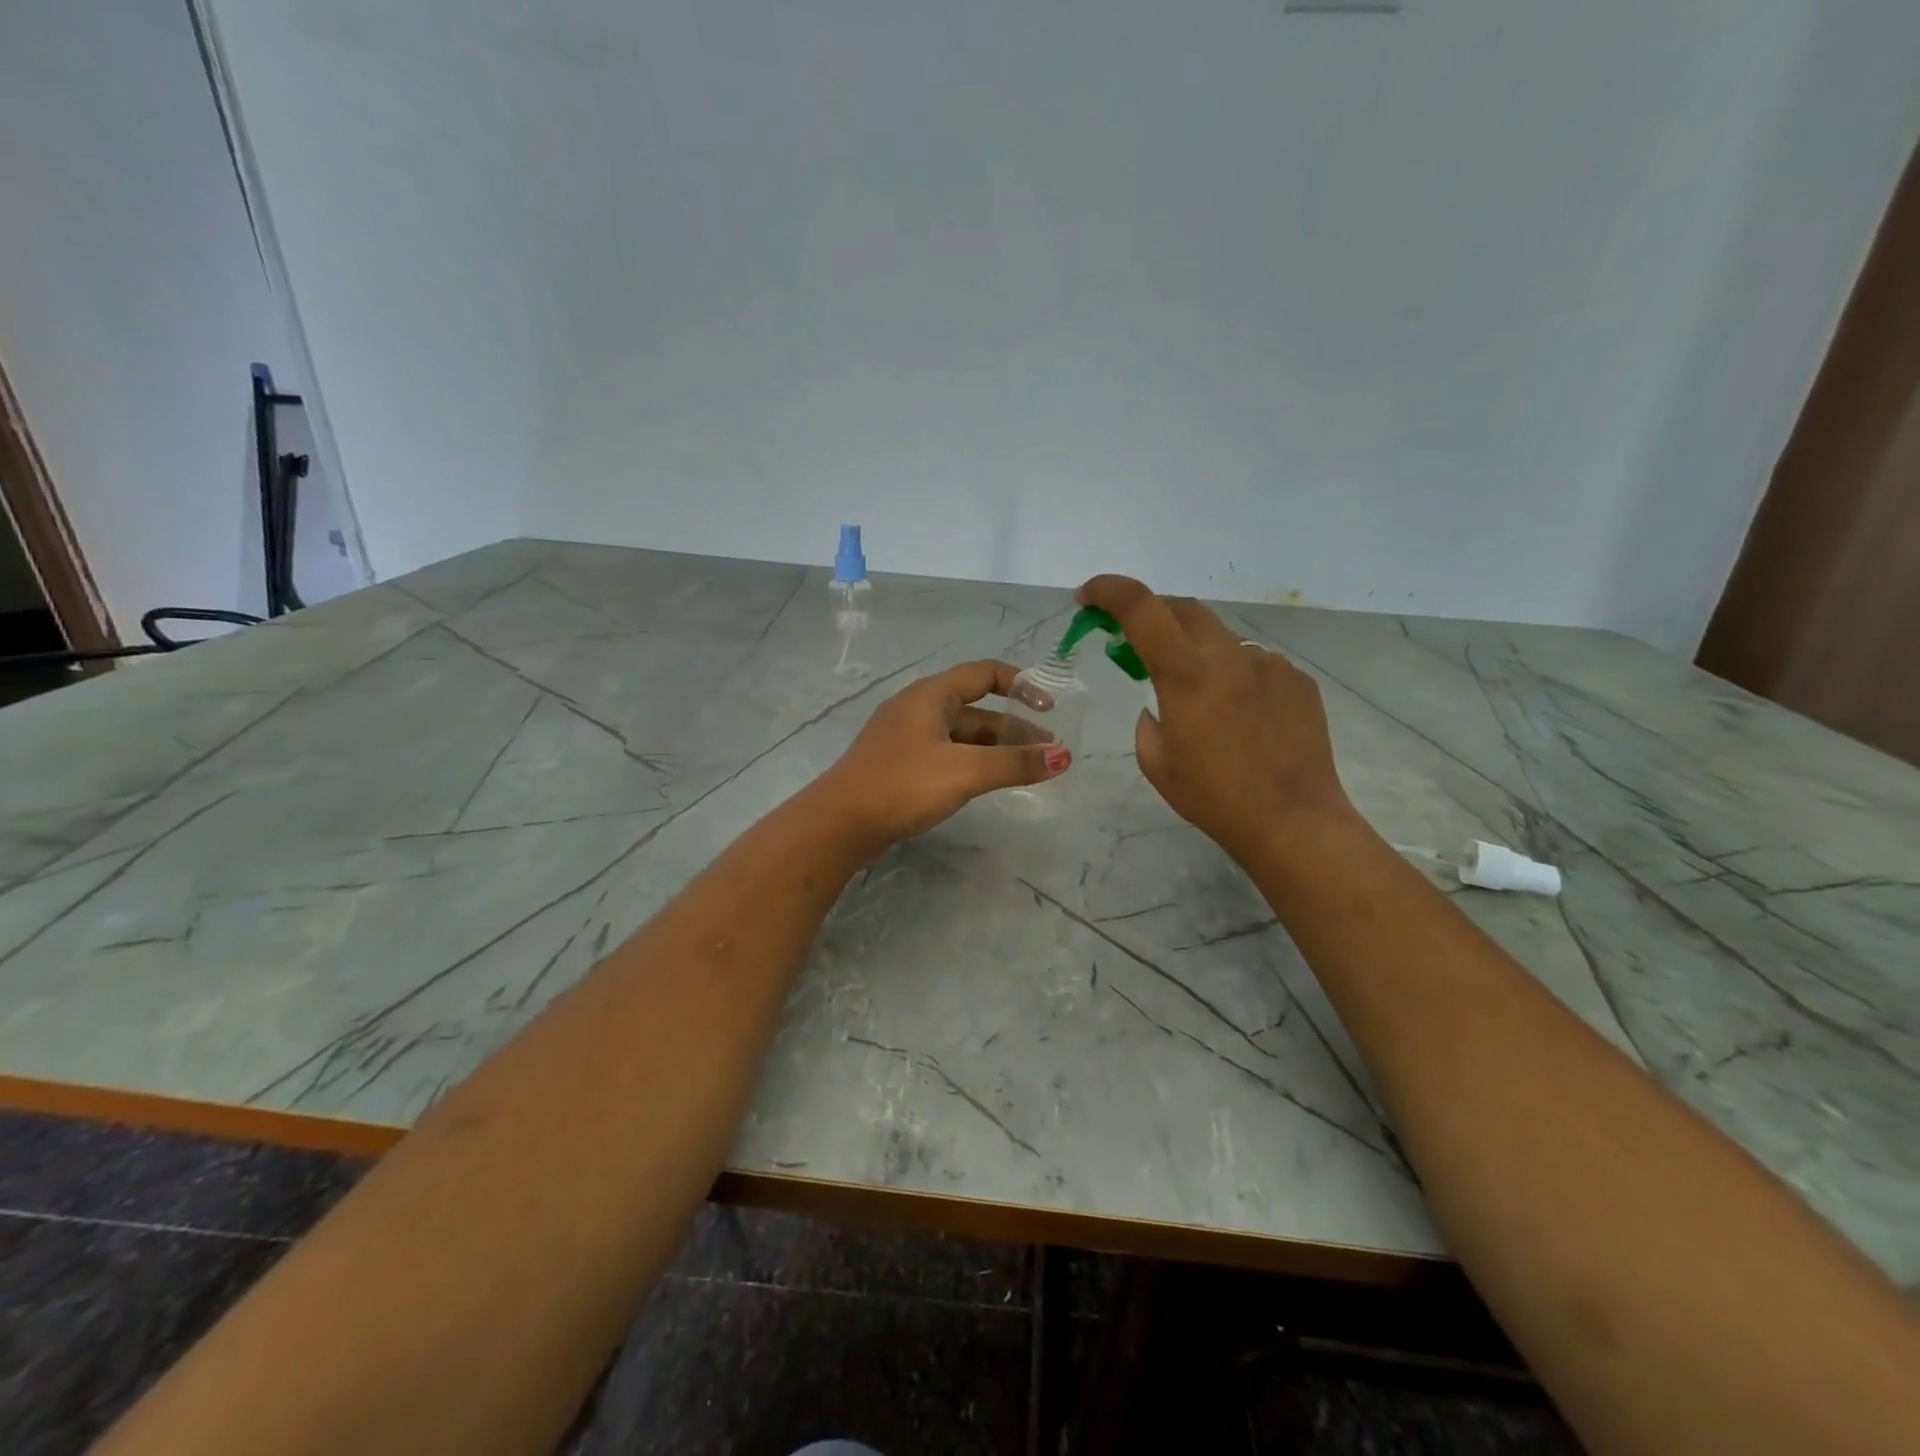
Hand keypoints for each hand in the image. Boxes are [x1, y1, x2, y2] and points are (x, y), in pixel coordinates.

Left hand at [816, 660, 1068, 850]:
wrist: (840, 823)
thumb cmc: (903, 785)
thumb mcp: (965, 771)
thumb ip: (1015, 763)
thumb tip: (1063, 756)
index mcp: (931, 695)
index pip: (985, 673)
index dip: (1021, 684)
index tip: (1050, 707)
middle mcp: (919, 709)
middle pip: (977, 708)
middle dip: (1015, 727)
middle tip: (1049, 751)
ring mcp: (907, 738)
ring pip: (962, 735)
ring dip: (996, 748)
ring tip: (1029, 769)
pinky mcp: (901, 765)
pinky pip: (947, 754)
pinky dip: (974, 762)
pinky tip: (989, 782)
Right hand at [1077, 576, 1351, 865]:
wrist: (1293, 821)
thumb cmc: (1214, 797)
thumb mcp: (1156, 762)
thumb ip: (1147, 719)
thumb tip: (1161, 703)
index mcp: (1186, 675)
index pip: (1140, 607)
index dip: (1108, 590)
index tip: (1087, 597)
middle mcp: (1229, 656)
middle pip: (1183, 609)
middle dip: (1153, 615)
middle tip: (1137, 642)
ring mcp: (1269, 664)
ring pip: (1221, 638)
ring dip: (1198, 652)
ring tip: (1200, 697)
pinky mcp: (1298, 681)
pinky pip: (1255, 664)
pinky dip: (1235, 676)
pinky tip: (1241, 716)